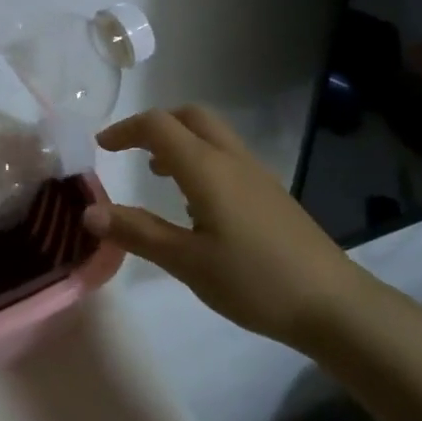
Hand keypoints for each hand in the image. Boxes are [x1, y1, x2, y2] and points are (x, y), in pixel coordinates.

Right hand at [83, 106, 367, 345]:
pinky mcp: (270, 192)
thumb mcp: (187, 261)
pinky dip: (200, 158)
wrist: (333, 304)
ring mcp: (256, 173)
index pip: (158, 125)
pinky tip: (196, 202)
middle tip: (130, 150)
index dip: (125, 130)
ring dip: (179, 140)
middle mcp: (231, 159)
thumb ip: (137, 232)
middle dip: (155, 125)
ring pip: (211, 134)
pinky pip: (227, 155)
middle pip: (190, 116)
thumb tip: (88, 212)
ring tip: (156, 173)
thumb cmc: (254, 281)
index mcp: (207, 168)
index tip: (100, 148)